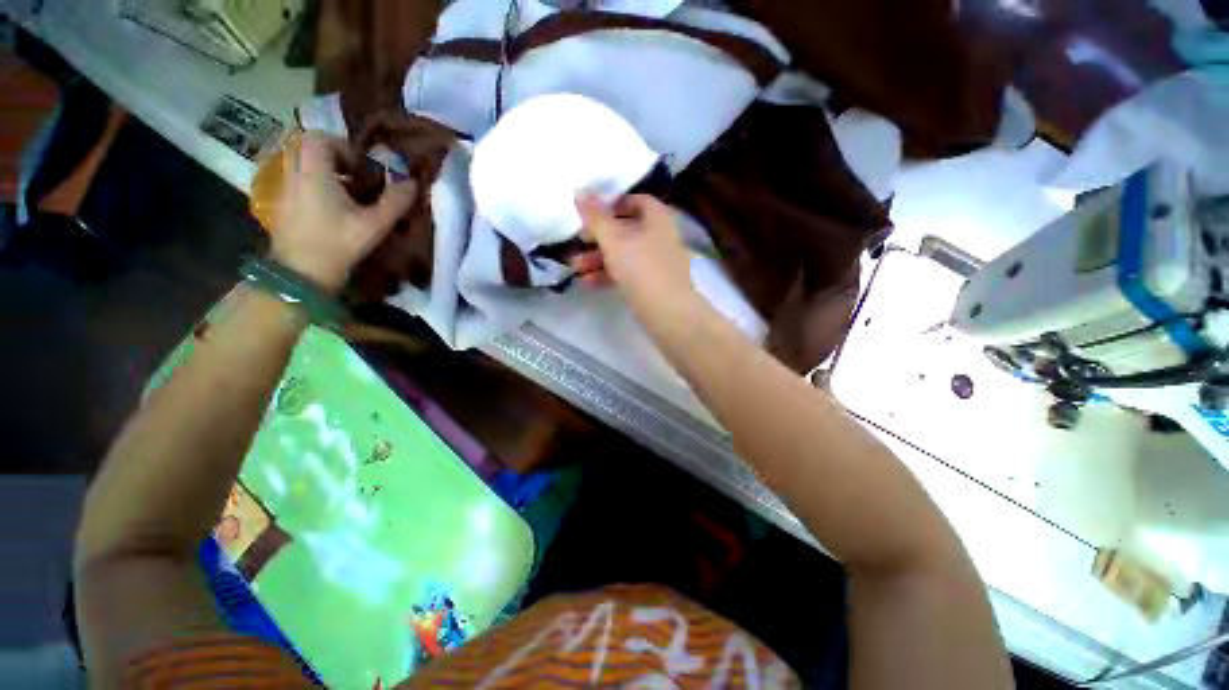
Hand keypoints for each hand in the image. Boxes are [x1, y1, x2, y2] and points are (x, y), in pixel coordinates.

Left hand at [270, 133, 416, 292]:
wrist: (301, 273)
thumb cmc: (338, 243)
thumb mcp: (374, 224)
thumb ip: (395, 201)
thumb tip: (413, 183)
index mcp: (313, 171)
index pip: (320, 137)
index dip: (344, 146)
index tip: (363, 167)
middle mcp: (294, 173)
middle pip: (307, 146)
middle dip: (333, 154)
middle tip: (356, 174)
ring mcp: (285, 188)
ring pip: (301, 163)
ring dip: (325, 169)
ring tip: (349, 192)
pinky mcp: (283, 204)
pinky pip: (298, 179)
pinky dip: (316, 183)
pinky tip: (334, 207)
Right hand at [571, 193, 694, 312]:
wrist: (666, 311)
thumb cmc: (640, 266)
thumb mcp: (613, 239)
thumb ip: (595, 217)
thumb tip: (579, 190)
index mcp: (657, 218)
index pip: (637, 200)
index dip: (614, 203)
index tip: (593, 212)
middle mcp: (660, 237)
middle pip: (626, 230)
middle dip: (599, 237)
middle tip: (579, 240)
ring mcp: (657, 262)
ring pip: (625, 254)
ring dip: (599, 258)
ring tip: (575, 266)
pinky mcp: (652, 283)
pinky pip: (628, 273)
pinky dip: (609, 275)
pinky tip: (587, 283)